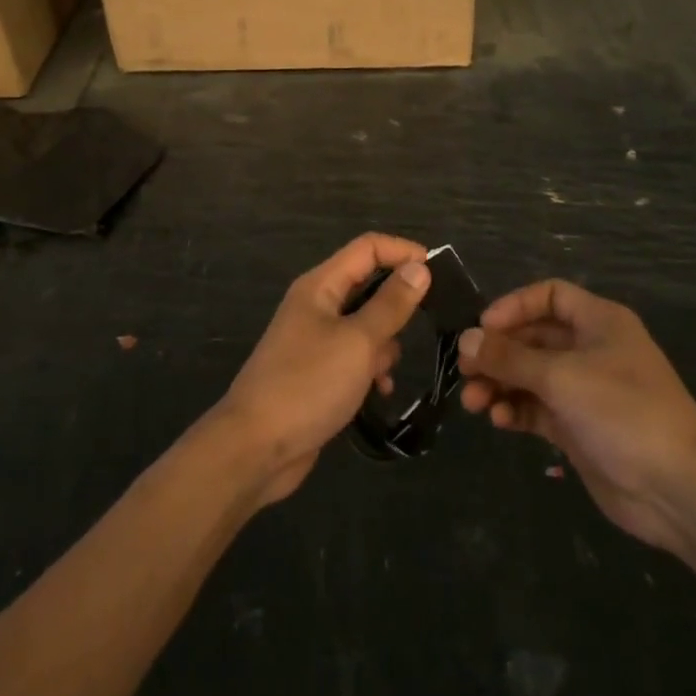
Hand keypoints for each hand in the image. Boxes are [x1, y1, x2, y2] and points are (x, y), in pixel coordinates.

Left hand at [215, 233, 431, 505]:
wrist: (256, 448)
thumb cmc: (308, 384)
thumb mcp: (358, 342)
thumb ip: (391, 304)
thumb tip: (419, 268)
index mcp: (320, 286)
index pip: (368, 248)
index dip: (403, 252)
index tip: (439, 272)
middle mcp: (316, 305)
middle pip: (367, 285)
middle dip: (398, 302)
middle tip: (430, 322)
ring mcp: (315, 340)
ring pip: (364, 325)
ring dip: (384, 343)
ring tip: (388, 370)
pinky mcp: (318, 373)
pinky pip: (355, 357)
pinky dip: (371, 369)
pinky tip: (380, 392)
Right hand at [456, 278, 695, 553]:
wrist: (678, 488)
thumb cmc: (623, 411)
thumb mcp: (561, 376)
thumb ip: (509, 357)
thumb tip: (465, 339)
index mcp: (599, 322)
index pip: (549, 296)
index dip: (514, 306)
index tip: (483, 328)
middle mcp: (591, 350)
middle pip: (534, 338)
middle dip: (498, 352)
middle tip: (464, 369)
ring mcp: (585, 391)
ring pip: (531, 375)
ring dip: (500, 384)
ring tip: (474, 403)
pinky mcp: (579, 428)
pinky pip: (537, 408)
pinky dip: (515, 410)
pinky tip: (498, 420)